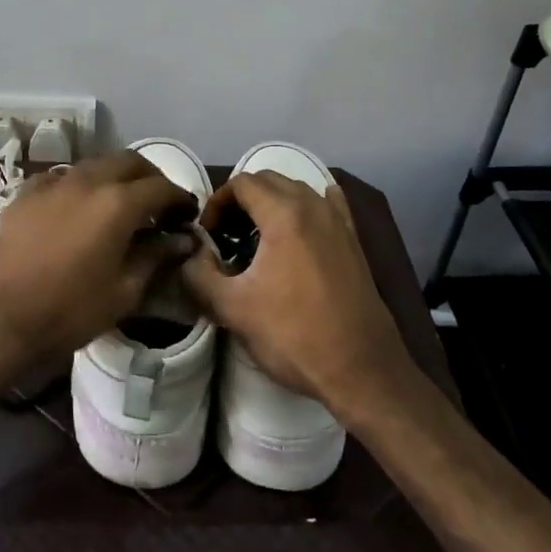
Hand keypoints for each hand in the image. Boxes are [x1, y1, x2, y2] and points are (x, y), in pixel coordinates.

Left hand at [0, 151, 198, 378]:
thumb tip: (182, 240)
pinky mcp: (26, 193)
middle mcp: (87, 180)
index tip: (188, 216)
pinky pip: (63, 177)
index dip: (181, 199)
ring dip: (116, 178)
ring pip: (95, 165)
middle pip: (129, 162)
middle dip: (151, 178)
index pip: (162, 187)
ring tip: (120, 206)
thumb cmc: (68, 311)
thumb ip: (156, 257)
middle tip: (159, 204)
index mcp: (117, 203)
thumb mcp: (124, 292)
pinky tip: (78, 208)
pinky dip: (81, 186)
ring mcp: (53, 183)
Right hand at [180, 172, 410, 413]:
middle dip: (242, 199)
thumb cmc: (294, 336)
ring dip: (272, 203)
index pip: (242, 183)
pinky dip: (306, 207)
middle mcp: (315, 207)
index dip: (217, 202)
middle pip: (269, 180)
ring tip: (256, 238)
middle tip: (226, 235)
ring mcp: (340, 222)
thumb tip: (188, 255)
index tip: (208, 234)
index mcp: (284, 215)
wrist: (362, 371)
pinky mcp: (355, 242)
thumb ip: (198, 275)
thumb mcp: (233, 309)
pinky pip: (328, 205)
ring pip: (298, 191)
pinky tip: (300, 225)